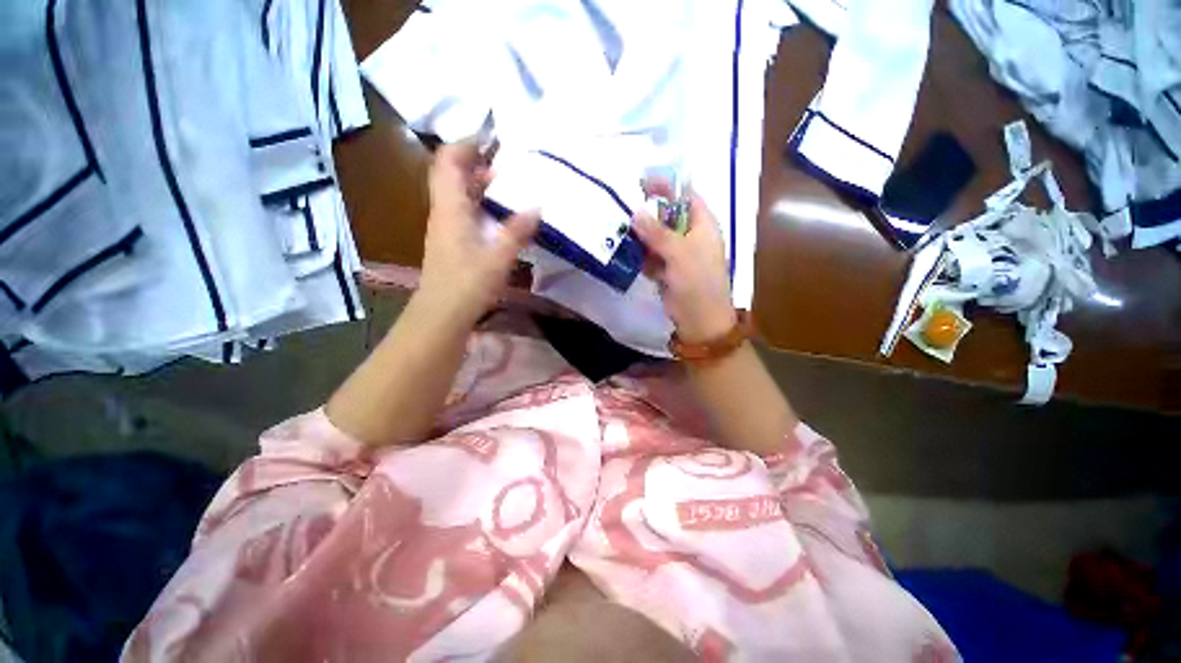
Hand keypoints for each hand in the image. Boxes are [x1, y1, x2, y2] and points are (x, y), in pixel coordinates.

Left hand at [419, 142, 539, 323]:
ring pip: (460, 195)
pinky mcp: (452, 242)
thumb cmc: (468, 282)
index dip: (466, 144)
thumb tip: (537, 206)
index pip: (448, 161)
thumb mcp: (498, 256)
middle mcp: (444, 212)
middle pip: (453, 175)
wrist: (443, 313)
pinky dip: (481, 206)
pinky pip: (465, 213)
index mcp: (450, 207)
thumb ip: (518, 230)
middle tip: (508, 166)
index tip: (492, 140)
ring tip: (510, 188)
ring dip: (481, 187)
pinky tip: (501, 217)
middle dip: (477, 164)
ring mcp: (446, 228)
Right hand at [632, 181, 736, 342]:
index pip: (686, 195)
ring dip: (641, 236)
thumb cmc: (697, 282)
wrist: (699, 319)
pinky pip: (651, 255)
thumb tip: (635, 211)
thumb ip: (657, 232)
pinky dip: (641, 254)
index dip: (666, 186)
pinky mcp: (667, 269)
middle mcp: (691, 235)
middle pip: (667, 215)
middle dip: (647, 214)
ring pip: (656, 236)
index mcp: (703, 224)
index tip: (641, 184)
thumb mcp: (679, 254)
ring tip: (621, 233)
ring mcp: (678, 253)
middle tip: (624, 211)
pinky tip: (628, 254)